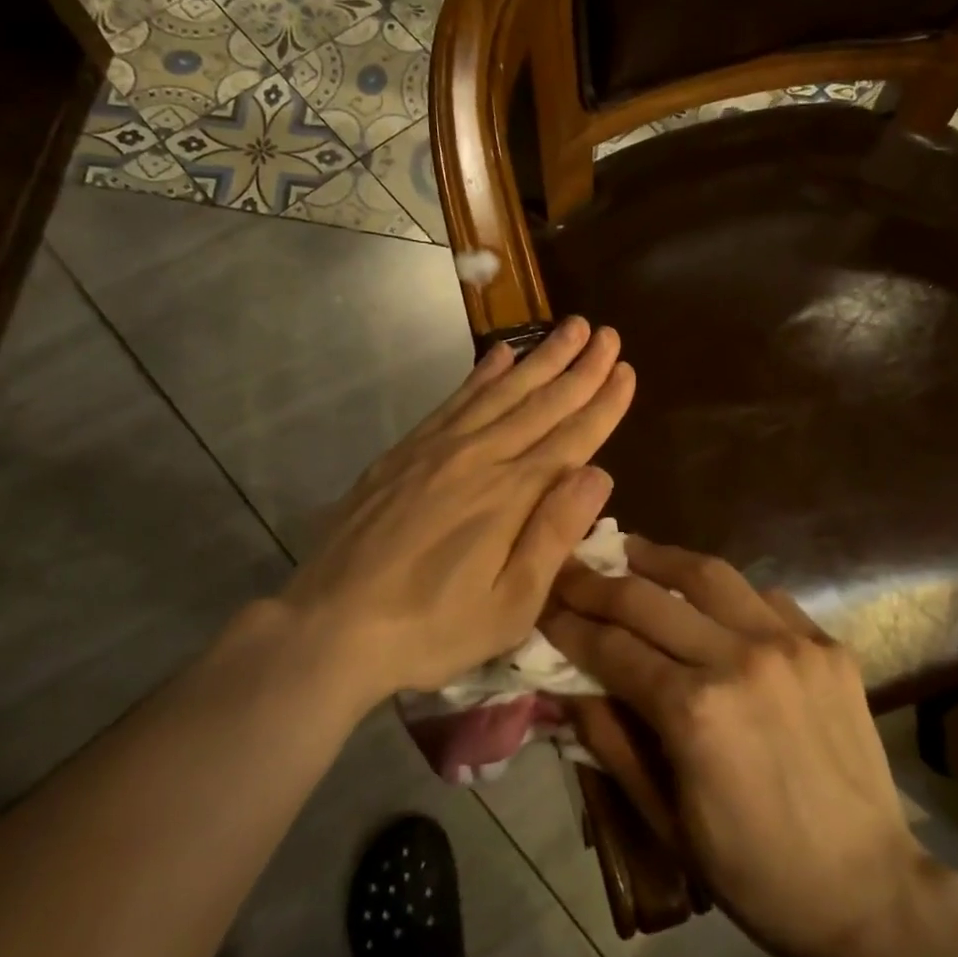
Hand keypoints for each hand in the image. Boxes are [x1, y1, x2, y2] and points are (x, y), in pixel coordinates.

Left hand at [269, 317, 633, 712]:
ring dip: (540, 358)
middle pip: (541, 403)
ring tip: (569, 327)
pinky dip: (482, 374)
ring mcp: (438, 448)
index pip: (571, 438)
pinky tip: (500, 354)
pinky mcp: (405, 451)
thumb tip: (599, 473)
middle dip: (580, 367)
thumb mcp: (509, 606)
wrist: (330, 625)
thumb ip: (554, 535)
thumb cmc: (431, 628)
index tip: (627, 370)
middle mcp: (479, 457)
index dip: (603, 403)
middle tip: (607, 333)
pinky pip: (454, 399)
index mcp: (511, 495)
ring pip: (501, 391)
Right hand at [547, 541, 927, 956]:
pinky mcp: (827, 645)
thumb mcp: (664, 819)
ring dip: (659, 558)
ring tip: (628, 550)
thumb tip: (567, 684)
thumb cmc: (753, 871)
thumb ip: (610, 741)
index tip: (542, 605)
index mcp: (694, 711)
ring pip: (708, 574)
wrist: (867, 889)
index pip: (611, 646)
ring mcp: (790, 644)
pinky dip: (724, 591)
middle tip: (570, 569)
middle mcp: (739, 659)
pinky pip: (763, 597)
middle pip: (648, 598)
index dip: (568, 624)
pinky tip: (706, 598)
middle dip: (597, 581)